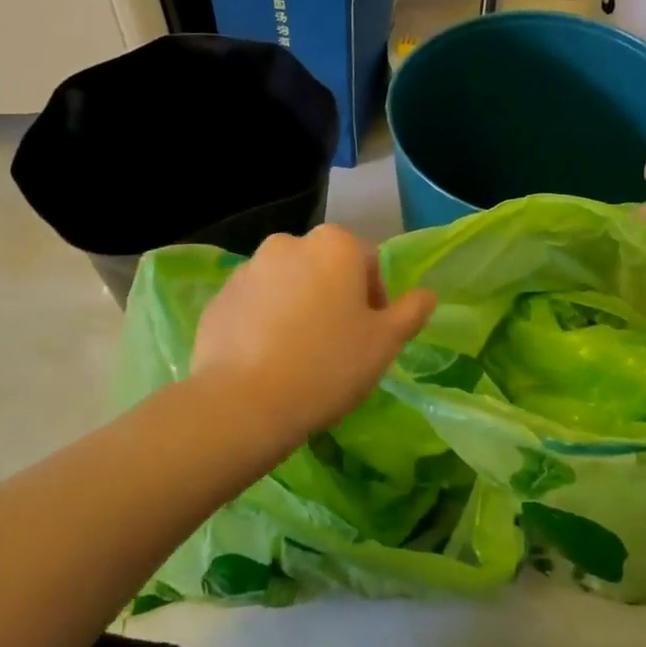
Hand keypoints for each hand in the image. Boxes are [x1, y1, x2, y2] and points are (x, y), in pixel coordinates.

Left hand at [190, 224, 437, 444]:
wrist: (244, 402)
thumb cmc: (328, 366)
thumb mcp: (385, 343)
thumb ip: (410, 312)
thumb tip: (426, 294)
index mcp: (334, 245)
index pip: (368, 263)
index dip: (375, 301)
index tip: (370, 337)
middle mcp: (288, 244)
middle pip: (325, 269)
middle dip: (334, 299)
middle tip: (338, 346)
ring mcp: (248, 269)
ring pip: (288, 285)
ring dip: (299, 308)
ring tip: (299, 356)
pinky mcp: (219, 298)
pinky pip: (255, 305)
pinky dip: (265, 322)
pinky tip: (268, 360)